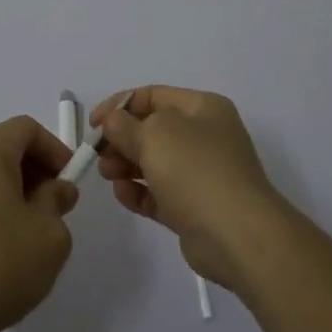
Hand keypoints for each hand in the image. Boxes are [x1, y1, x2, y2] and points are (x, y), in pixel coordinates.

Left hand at [0, 116, 79, 331]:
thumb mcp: (49, 234)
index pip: (26, 129)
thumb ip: (57, 200)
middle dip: (33, 168)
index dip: (54, 149)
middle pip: (2, 145)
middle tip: (53, 204)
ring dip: (9, 186)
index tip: (68, 181)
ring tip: (27, 226)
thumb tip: (55, 189)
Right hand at [91, 86, 285, 291]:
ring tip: (108, 175)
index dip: (119, 105)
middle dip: (121, 139)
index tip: (93, 124)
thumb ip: (125, 125)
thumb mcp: (154, 134)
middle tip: (97, 154)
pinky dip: (139, 192)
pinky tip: (122, 194)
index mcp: (202, 108)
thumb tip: (113, 123)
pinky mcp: (195, 209)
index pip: (153, 95)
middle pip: (152, 129)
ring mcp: (202, 174)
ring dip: (126, 165)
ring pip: (154, 162)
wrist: (238, 236)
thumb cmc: (196, 170)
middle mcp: (205, 136)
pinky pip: (159, 193)